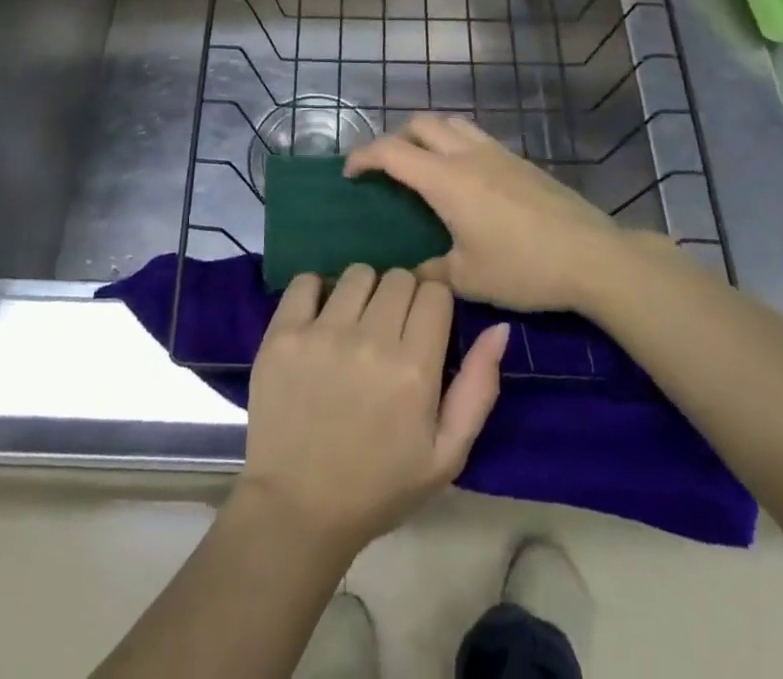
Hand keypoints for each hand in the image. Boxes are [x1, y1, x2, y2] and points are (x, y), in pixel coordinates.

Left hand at [237, 265, 508, 555]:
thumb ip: (478, 388)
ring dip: (363, 292)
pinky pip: (306, 280)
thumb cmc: (379, 485)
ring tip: (354, 325)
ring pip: (358, 273)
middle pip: (398, 277)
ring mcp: (322, 333)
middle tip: (389, 330)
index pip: (435, 292)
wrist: (297, 509)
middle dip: (401, 296)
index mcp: (414, 370)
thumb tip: (499, 327)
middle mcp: (370, 341)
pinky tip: (319, 319)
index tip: (423, 325)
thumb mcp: (446, 454)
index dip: (433, 304)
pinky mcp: (283, 334)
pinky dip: (316, 291)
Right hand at [346, 113, 665, 313]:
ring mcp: (497, 152)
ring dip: (427, 134)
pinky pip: (475, 136)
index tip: (349, 174)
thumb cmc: (524, 267)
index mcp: (446, 180)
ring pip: (451, 122)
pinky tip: (464, 177)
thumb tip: (411, 275)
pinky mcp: (519, 160)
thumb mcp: (469, 280)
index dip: (364, 157)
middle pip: (420, 124)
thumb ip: (431, 273)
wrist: (593, 256)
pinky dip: (455, 143)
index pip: (392, 152)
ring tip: (423, 165)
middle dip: (395, 139)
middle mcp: (467, 155)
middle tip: (387, 170)